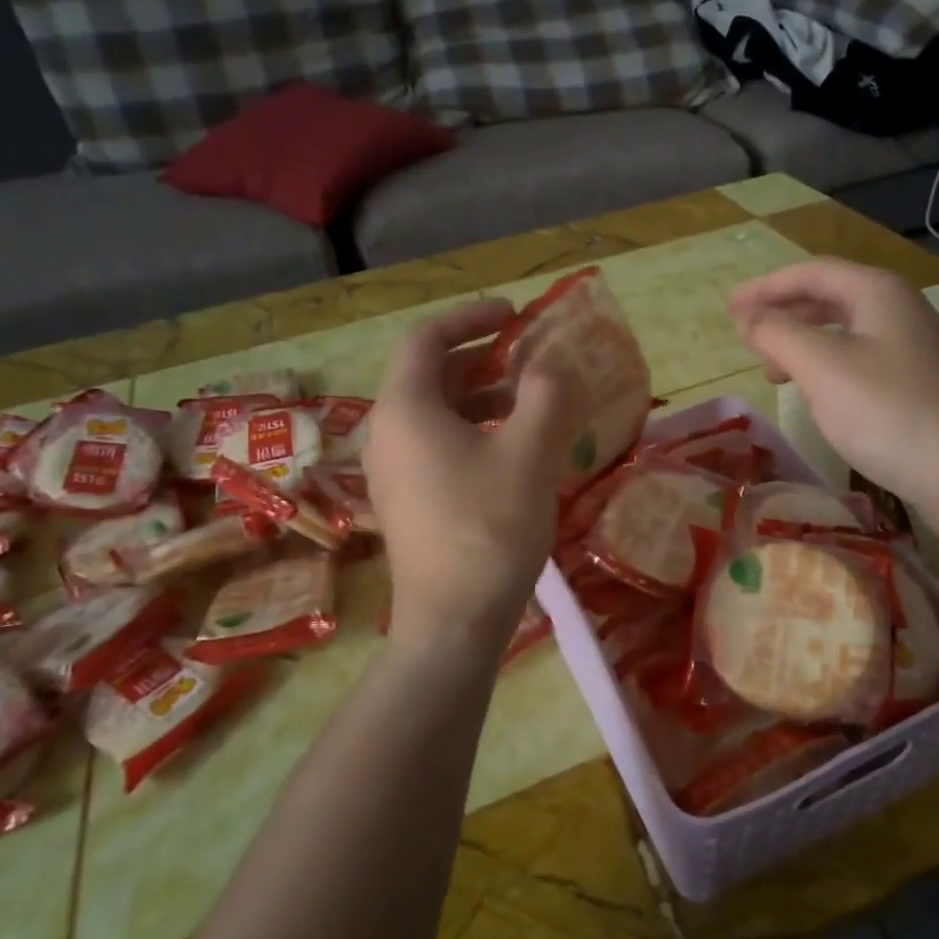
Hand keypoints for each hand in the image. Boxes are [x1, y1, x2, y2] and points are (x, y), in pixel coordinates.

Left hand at [365, 299, 579, 648]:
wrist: (452, 622)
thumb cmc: (489, 529)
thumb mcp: (530, 454)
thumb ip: (546, 394)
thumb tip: (551, 363)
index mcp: (406, 408)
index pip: (426, 338)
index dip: (470, 316)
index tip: (515, 315)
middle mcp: (387, 431)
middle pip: (430, 373)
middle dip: (482, 357)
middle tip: (529, 357)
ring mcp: (392, 469)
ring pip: (436, 411)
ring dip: (482, 396)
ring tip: (530, 403)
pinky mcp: (406, 499)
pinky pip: (436, 443)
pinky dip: (473, 429)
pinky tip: (512, 450)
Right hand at [728, 259, 938, 522]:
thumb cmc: (889, 413)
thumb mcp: (821, 367)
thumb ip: (777, 333)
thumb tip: (746, 314)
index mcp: (878, 292)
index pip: (810, 273)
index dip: (765, 287)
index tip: (728, 309)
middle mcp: (900, 309)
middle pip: (829, 296)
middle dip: (782, 313)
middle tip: (746, 338)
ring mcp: (915, 347)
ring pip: (844, 330)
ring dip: (802, 342)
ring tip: (772, 370)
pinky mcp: (920, 382)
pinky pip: (860, 358)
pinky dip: (826, 365)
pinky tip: (816, 393)